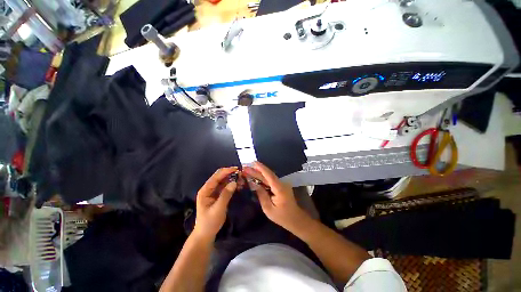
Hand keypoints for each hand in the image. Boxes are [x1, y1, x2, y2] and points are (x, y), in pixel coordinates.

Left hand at [194, 167, 237, 239]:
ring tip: (242, 179)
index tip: (236, 169)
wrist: (206, 234)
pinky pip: (226, 187)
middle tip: (241, 174)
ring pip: (224, 181)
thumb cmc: (209, 222)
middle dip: (230, 174)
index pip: (216, 177)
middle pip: (220, 177)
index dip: (226, 171)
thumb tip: (234, 182)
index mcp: (205, 190)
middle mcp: (209, 189)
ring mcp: (213, 192)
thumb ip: (226, 195)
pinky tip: (239, 185)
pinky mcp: (218, 195)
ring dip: (232, 179)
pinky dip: (232, 185)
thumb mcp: (218, 209)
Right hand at [242, 162, 308, 230]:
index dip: (261, 168)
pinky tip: (255, 177)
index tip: (253, 162)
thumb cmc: (282, 217)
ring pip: (268, 177)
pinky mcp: (280, 186)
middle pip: (267, 175)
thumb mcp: (268, 209)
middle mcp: (281, 183)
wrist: (295, 219)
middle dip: (256, 170)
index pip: (269, 175)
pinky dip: (262, 178)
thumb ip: (261, 195)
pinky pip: (270, 181)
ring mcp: (282, 184)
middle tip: (245, 167)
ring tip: (248, 170)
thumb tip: (254, 184)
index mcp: (279, 189)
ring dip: (258, 173)